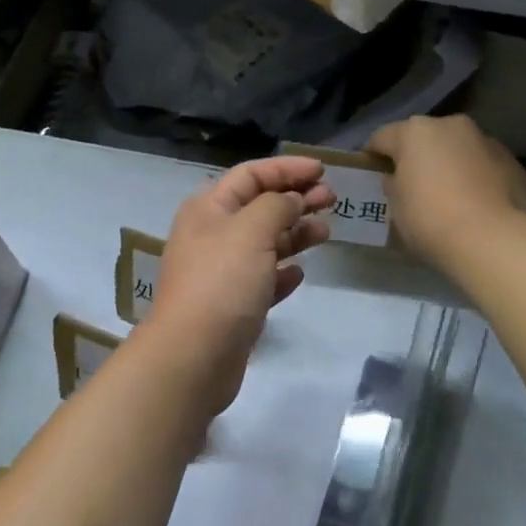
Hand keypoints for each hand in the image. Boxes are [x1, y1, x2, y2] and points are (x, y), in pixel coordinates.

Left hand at [146, 157, 334, 415]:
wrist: (193, 357)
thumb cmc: (222, 282)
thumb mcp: (252, 230)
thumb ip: (277, 205)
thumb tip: (291, 199)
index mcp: (209, 209)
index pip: (251, 174)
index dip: (286, 168)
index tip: (322, 170)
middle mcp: (212, 235)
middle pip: (259, 206)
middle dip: (296, 198)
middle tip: (332, 198)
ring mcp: (221, 272)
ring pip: (264, 242)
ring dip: (295, 233)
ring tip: (326, 232)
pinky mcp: (232, 305)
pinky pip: (263, 279)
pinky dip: (282, 272)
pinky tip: (300, 273)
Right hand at [368, 116, 525, 269]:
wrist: (493, 240)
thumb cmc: (431, 221)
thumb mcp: (396, 208)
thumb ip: (394, 185)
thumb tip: (399, 178)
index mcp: (414, 132)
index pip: (382, 137)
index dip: (374, 156)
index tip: (372, 174)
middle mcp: (450, 125)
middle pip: (424, 137)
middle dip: (416, 156)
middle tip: (412, 185)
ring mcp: (484, 139)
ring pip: (457, 147)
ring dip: (449, 162)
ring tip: (449, 194)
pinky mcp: (510, 159)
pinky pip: (482, 163)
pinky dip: (475, 175)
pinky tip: (476, 201)